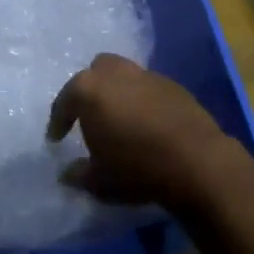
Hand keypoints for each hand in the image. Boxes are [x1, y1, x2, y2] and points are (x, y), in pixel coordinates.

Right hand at [47, 53, 238, 214]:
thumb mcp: (99, 181)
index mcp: (89, 90)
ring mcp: (147, 76)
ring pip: (124, 75)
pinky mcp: (174, 85)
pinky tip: (147, 123)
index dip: (58, 122)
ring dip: (118, 93)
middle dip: (90, 91)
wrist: (197, 162)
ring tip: (120, 119)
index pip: (64, 102)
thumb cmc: (137, 168)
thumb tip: (67, 174)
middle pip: (95, 73)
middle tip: (90, 117)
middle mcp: (116, 74)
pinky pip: (149, 88)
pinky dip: (142, 101)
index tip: (56, 139)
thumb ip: (79, 174)